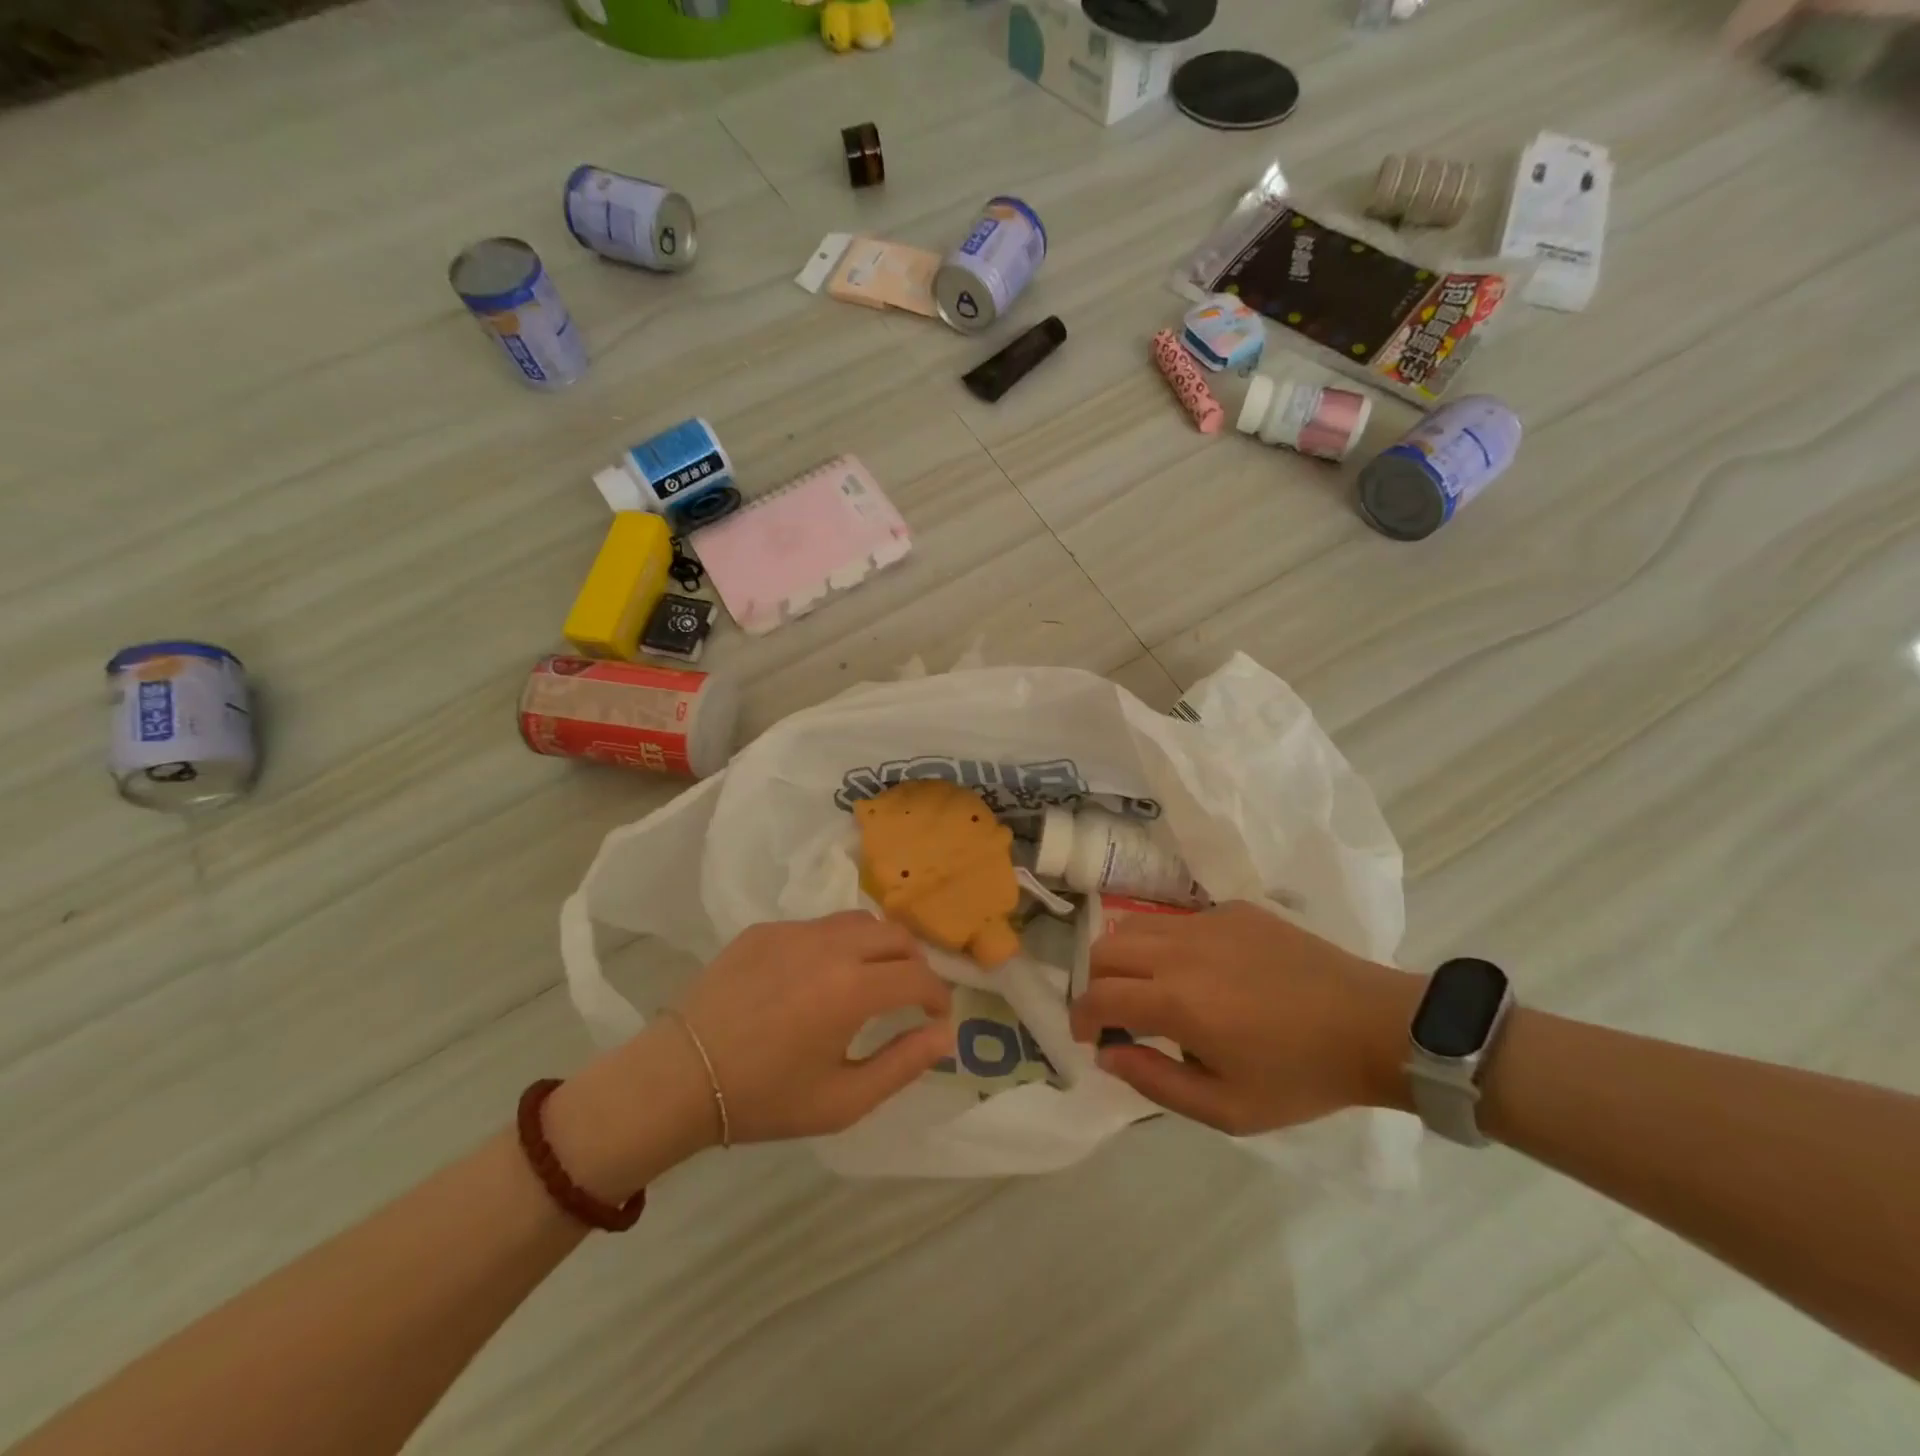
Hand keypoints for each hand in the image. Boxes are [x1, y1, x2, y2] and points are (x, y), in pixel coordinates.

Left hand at [671, 912, 953, 1142]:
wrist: (680, 1077)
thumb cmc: (765, 1098)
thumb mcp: (843, 1100)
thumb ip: (903, 1064)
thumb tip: (944, 1034)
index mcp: (853, 990)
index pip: (919, 977)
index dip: (938, 996)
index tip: (936, 1016)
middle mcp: (830, 947)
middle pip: (896, 935)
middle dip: (915, 963)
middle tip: (910, 994)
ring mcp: (794, 931)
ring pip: (858, 921)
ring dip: (878, 946)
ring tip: (869, 978)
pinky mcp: (765, 929)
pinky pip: (817, 926)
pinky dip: (835, 945)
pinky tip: (815, 978)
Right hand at [1067, 901, 1419, 1134]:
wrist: (1372, 1025)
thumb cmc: (1301, 1076)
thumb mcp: (1229, 1109)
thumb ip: (1156, 1083)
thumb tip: (1108, 1055)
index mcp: (1177, 1001)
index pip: (1099, 996)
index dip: (1081, 1017)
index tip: (1089, 1037)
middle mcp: (1180, 950)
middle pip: (1105, 950)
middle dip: (1096, 984)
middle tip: (1118, 1015)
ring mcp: (1207, 921)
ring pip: (1135, 925)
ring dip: (1125, 957)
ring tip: (1148, 988)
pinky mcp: (1232, 909)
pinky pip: (1178, 920)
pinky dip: (1167, 944)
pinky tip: (1200, 972)